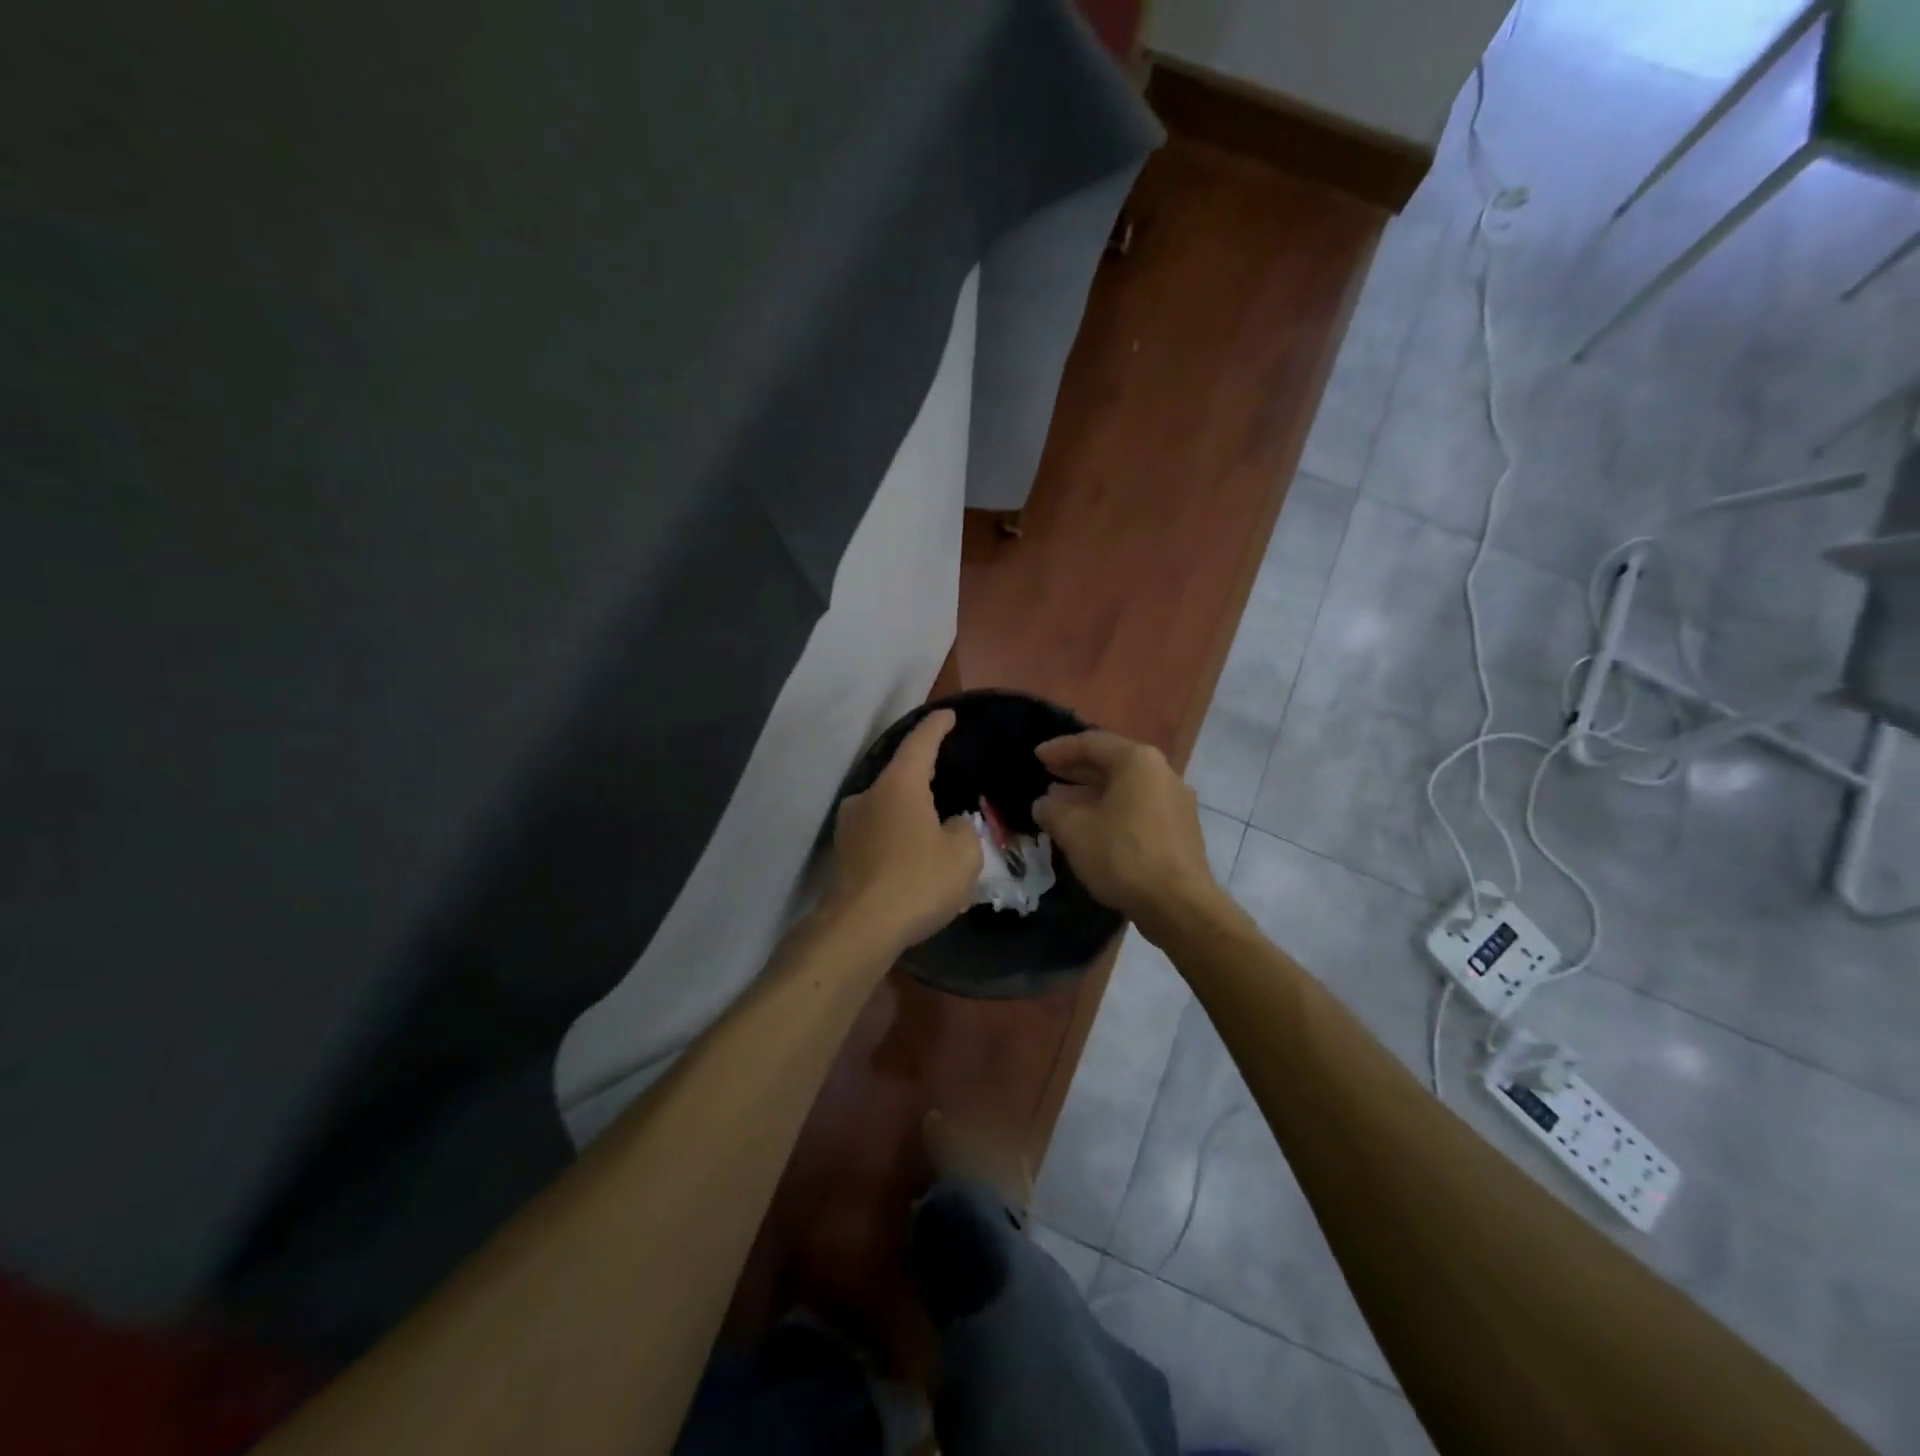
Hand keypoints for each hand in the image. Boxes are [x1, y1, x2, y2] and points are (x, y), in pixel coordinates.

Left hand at [823, 710, 982, 954]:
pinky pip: (877, 834)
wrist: (859, 929)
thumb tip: (950, 825)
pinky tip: (912, 860)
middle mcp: (868, 795)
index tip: (947, 715)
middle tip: (947, 784)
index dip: (937, 727)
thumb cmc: (917, 882)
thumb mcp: (963, 854)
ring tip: (932, 832)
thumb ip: (963, 829)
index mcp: (899, 785)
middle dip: (924, 780)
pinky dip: (896, 839)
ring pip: (887, 808)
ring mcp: (849, 825)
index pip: (920, 742)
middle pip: (901, 776)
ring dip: (909, 815)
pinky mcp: (842, 853)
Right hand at [1031, 730, 1221, 936]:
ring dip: (1092, 792)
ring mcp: (1175, 801)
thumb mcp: (1074, 830)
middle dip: (1077, 769)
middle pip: (1112, 762)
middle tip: (1048, 774)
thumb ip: (1052, 810)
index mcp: (1137, 761)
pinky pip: (1138, 807)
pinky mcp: (1180, 829)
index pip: (1091, 743)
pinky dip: (1112, 809)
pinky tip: (1092, 826)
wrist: (1178, 905)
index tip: (1036, 756)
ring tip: (1062, 802)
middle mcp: (1162, 772)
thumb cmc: (1122, 856)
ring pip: (1125, 787)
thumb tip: (1044, 803)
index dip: (1060, 749)